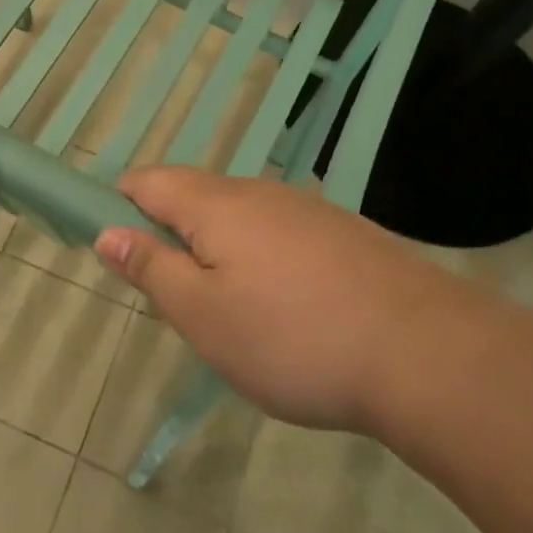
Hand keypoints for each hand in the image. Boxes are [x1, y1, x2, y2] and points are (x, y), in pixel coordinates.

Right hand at [95, 168, 478, 433]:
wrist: (424, 351)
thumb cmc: (292, 339)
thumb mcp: (203, 317)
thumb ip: (151, 269)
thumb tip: (108, 232)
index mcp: (214, 204)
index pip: (148, 181)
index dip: (119, 203)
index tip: (115, 246)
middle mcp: (258, 192)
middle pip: (194, 193)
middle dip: (170, 232)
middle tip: (174, 294)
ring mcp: (306, 208)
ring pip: (240, 214)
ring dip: (218, 246)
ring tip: (228, 306)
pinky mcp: (343, 232)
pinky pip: (280, 231)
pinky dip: (261, 256)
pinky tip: (284, 303)